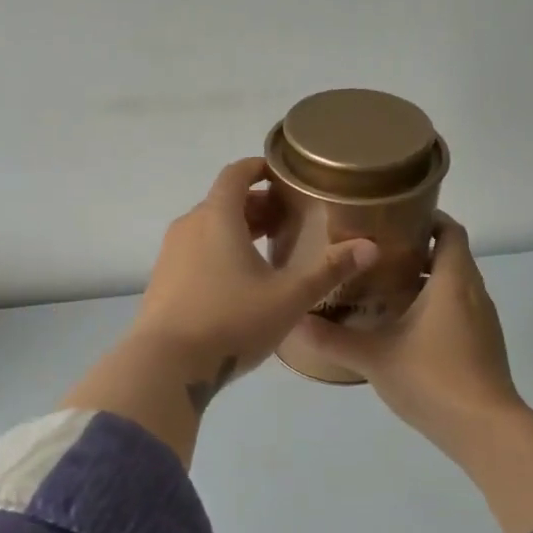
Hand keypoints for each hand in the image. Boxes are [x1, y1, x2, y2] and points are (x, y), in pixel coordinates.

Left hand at [131, 157, 379, 393]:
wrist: (164, 364)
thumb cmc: (230, 322)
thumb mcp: (288, 298)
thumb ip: (329, 270)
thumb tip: (370, 246)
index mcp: (217, 217)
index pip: (236, 174)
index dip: (259, 167)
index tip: (282, 175)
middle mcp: (189, 226)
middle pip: (223, 201)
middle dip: (256, 204)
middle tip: (287, 221)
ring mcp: (170, 254)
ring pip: (208, 227)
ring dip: (237, 229)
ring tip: (268, 250)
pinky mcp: (162, 280)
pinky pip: (195, 250)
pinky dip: (218, 250)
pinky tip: (238, 281)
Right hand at [292, 216, 519, 459]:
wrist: (485, 429)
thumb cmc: (432, 378)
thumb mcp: (374, 357)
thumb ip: (333, 339)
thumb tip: (293, 321)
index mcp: (453, 281)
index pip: (451, 230)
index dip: (428, 218)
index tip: (394, 217)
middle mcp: (474, 293)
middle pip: (452, 255)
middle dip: (418, 249)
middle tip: (376, 253)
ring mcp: (483, 321)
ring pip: (456, 285)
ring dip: (427, 280)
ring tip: (384, 286)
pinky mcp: (483, 345)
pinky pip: (460, 310)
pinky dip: (437, 306)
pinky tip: (406, 326)